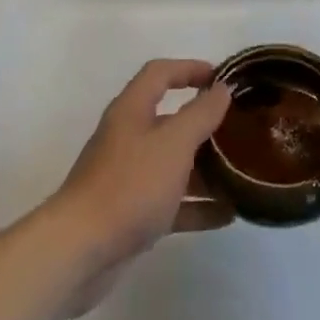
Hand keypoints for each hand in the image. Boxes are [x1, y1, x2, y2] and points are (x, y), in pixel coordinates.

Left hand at [45, 60, 233, 313]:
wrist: (79, 251)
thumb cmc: (129, 185)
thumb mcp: (174, 143)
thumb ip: (201, 114)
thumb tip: (221, 89)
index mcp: (132, 110)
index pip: (160, 73)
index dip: (189, 68)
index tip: (221, 77)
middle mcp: (128, 137)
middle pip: (169, 120)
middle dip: (203, 124)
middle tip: (238, 130)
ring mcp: (127, 177)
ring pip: (172, 164)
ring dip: (204, 168)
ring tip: (240, 174)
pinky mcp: (130, 214)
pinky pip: (170, 202)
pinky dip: (196, 206)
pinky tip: (227, 214)